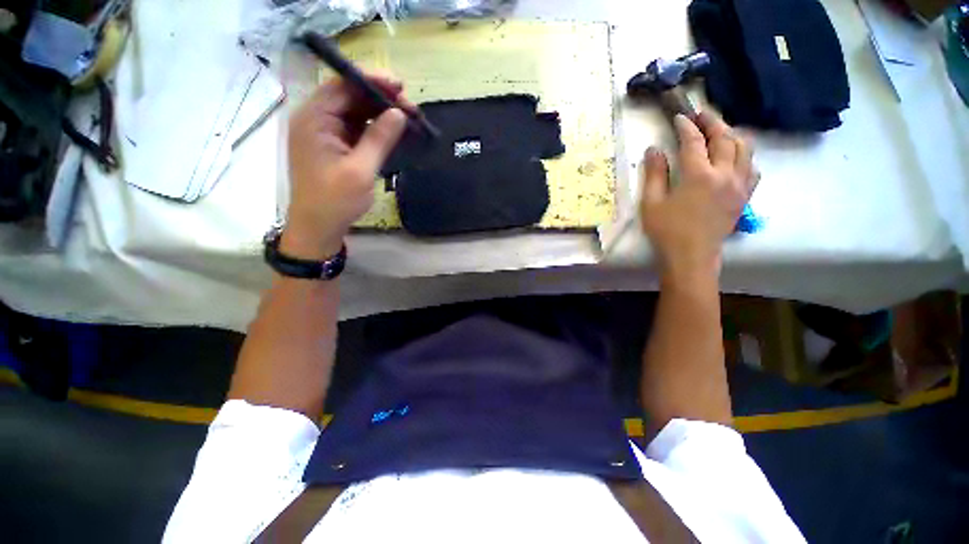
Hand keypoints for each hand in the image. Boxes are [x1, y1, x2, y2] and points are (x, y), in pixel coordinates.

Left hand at [283, 72, 409, 258]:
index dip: (372, 82)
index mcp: (314, 119)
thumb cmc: (335, 200)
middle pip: (350, 97)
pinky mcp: (335, 146)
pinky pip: (356, 129)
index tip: (400, 86)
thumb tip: (399, 114)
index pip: (343, 86)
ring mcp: (325, 133)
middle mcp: (316, 119)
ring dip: (380, 115)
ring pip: (355, 113)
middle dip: (381, 100)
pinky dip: (375, 129)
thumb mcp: (360, 170)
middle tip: (411, 108)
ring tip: (407, 120)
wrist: (319, 227)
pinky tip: (393, 132)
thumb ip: (379, 139)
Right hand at [639, 112, 755, 282]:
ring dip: (731, 135)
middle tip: (701, 115)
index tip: (679, 118)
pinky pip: (752, 168)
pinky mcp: (745, 196)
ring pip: (744, 149)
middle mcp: (725, 174)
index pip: (694, 141)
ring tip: (719, 132)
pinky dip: (744, 157)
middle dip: (712, 122)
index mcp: (699, 175)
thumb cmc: (667, 230)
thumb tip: (654, 150)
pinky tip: (734, 159)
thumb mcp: (651, 203)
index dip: (685, 127)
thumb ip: (654, 174)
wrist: (691, 256)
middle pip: (724, 138)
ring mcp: (739, 185)